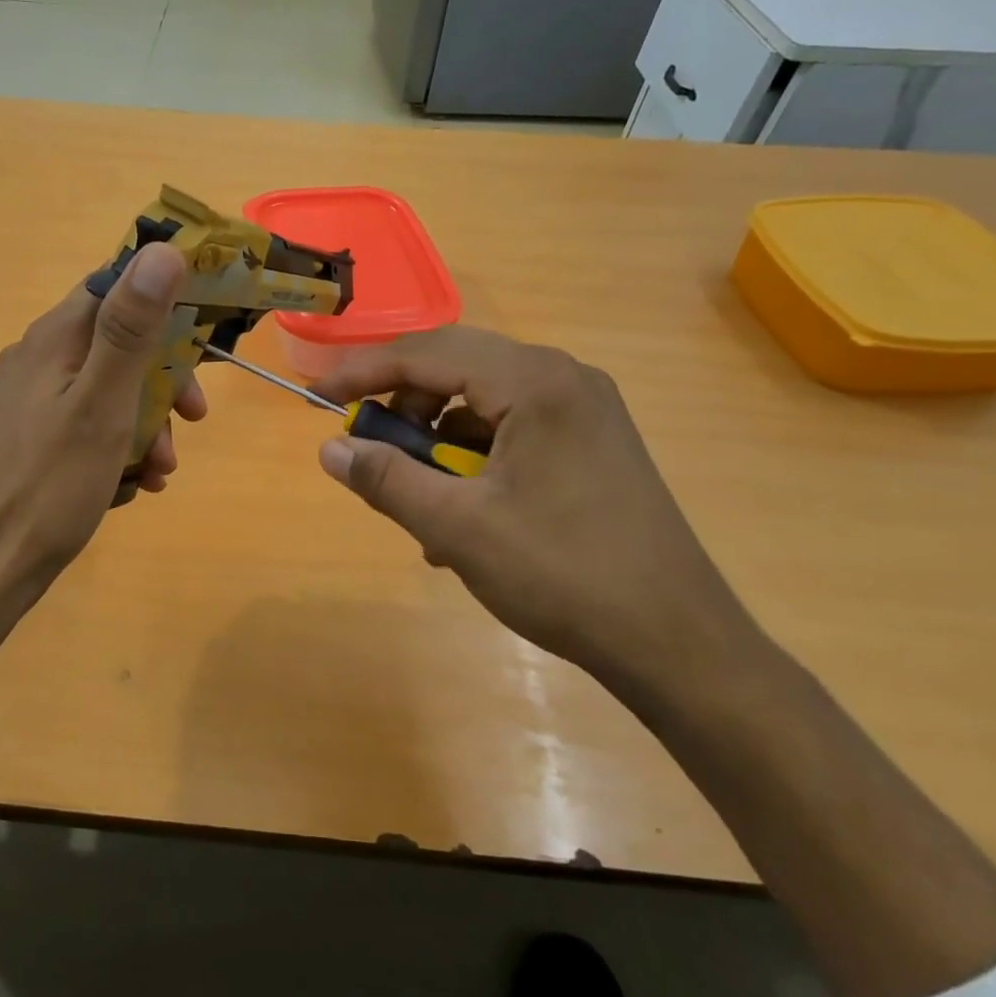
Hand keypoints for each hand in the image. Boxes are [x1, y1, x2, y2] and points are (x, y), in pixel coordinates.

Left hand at [0, 242, 205, 600]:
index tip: (203, 332)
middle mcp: (40, 358)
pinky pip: (92, 422)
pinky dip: (121, 444)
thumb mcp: (102, 404)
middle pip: (119, 342)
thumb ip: (130, 329)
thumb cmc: (51, 484)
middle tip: (193, 418)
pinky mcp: (36, 436)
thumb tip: (163, 252)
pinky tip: (136, 483)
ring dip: (147, 421)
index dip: (163, 299)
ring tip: (161, 469)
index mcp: (53, 338)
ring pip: (111, 388)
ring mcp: (35, 399)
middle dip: (163, 379)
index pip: (114, 285)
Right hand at [310, 326, 755, 688]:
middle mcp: (563, 378)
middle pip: (456, 367)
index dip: (364, 372)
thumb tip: (330, 449)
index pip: (428, 354)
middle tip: (367, 444)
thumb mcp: (458, 528)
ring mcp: (583, 410)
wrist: (677, 642)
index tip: (318, 397)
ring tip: (419, 499)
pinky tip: (462, 516)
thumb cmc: (563, 575)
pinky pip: (510, 429)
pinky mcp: (591, 442)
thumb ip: (387, 479)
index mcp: (535, 382)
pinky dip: (472, 459)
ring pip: (482, 401)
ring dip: (437, 440)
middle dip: (402, 404)